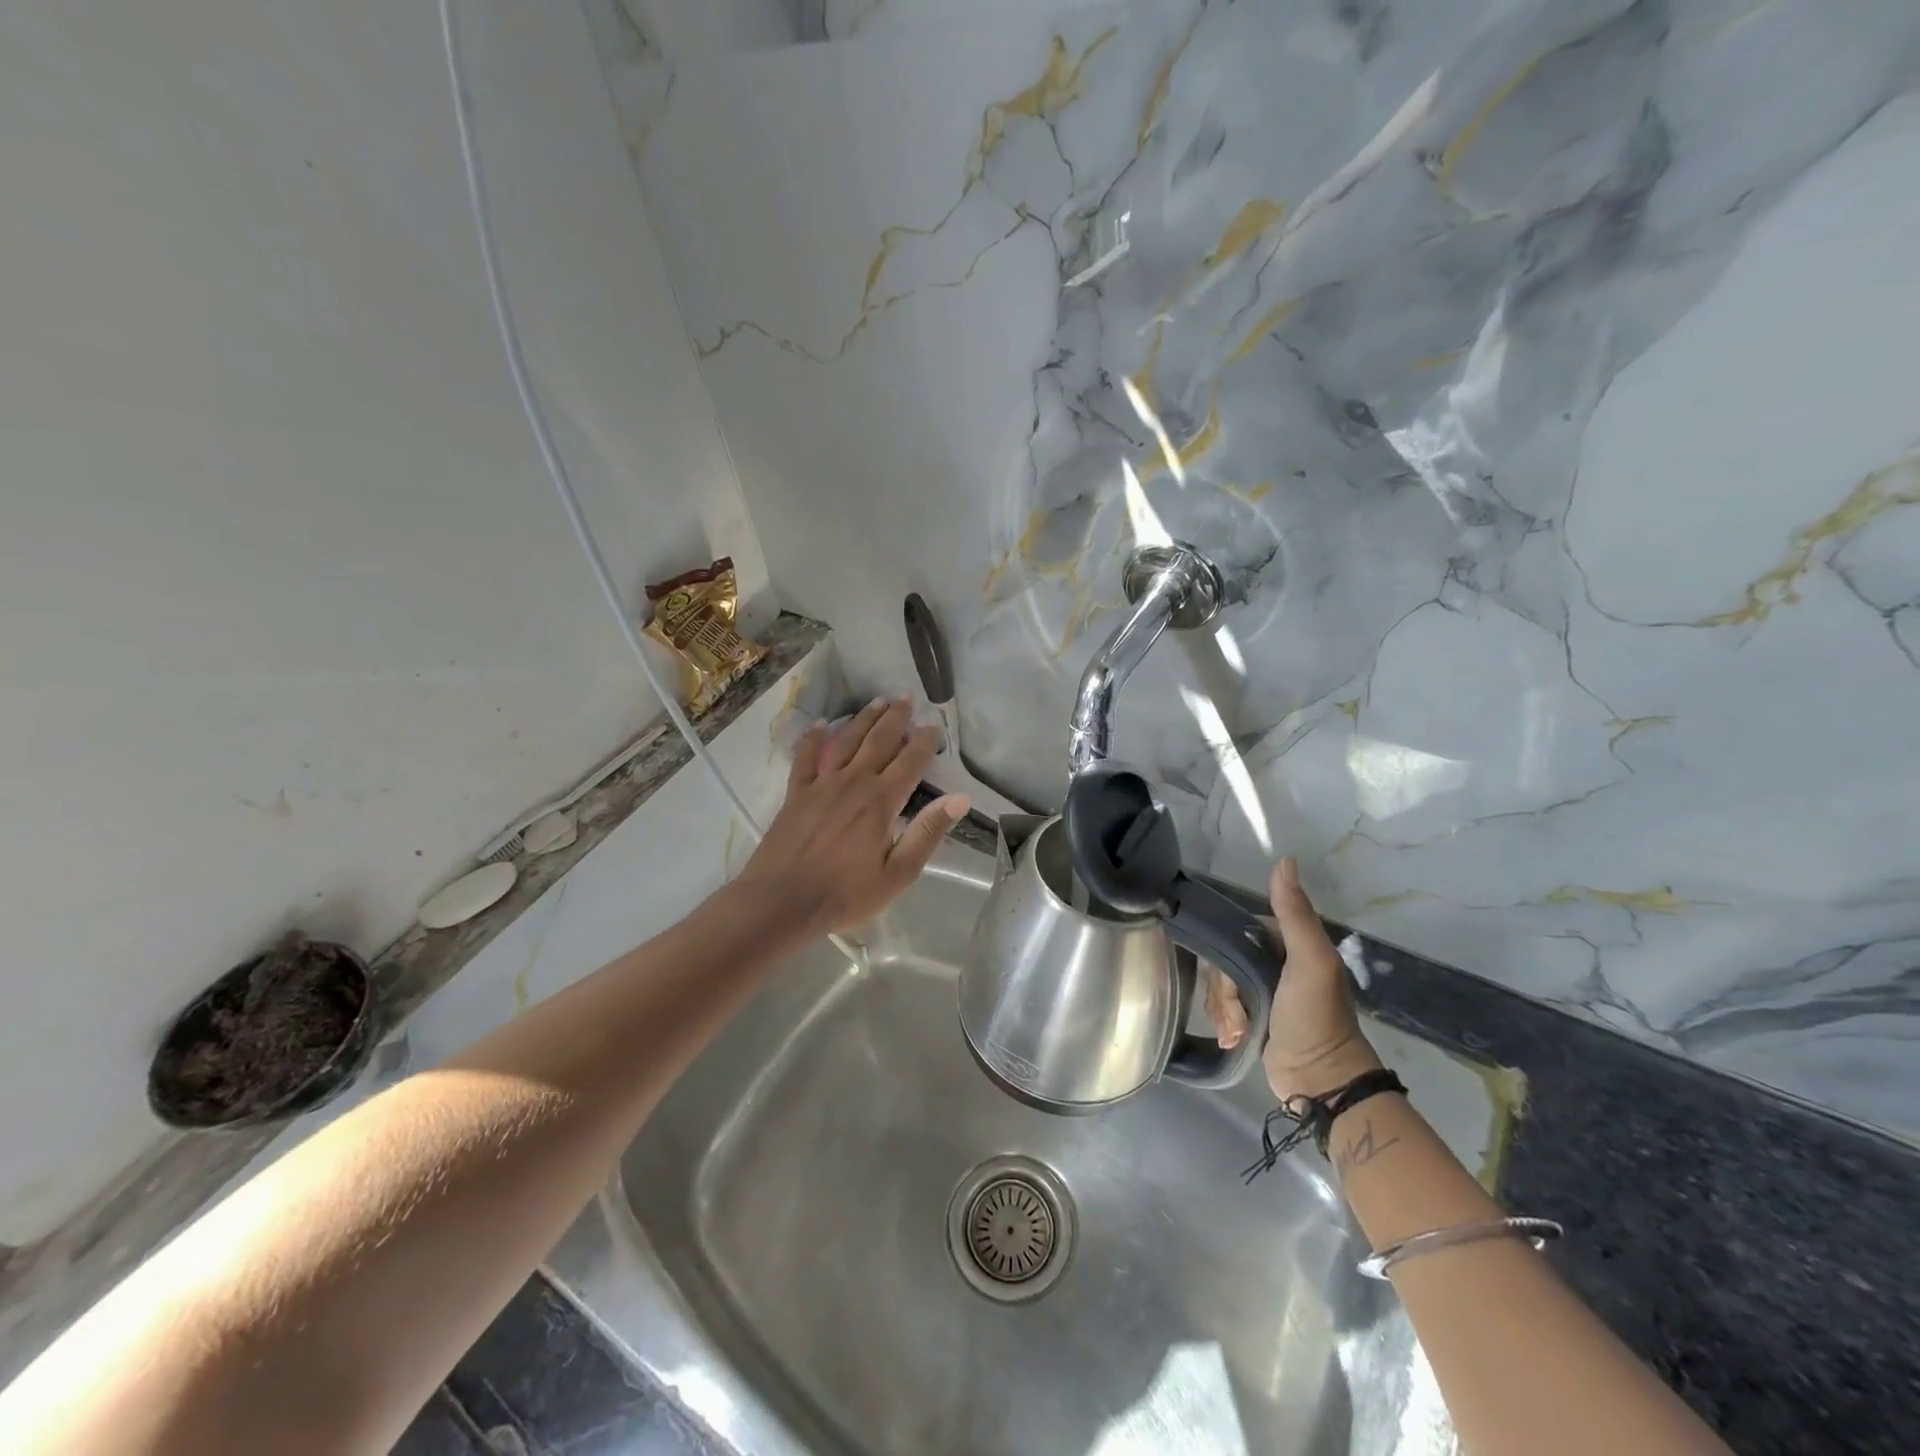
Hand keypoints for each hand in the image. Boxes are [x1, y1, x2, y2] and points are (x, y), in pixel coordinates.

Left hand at [736, 698, 968, 937]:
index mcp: (881, 801)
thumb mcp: (897, 874)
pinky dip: (815, 738)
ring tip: (877, 701)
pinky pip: (807, 757)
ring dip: (864, 719)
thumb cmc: (845, 894)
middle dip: (896, 718)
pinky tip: (822, 725)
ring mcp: (821, 784)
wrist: (781, 902)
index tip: (935, 726)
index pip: (911, 761)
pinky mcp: (796, 793)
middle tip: (906, 698)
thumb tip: (960, 798)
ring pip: (847, 741)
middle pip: (879, 741)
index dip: (925, 741)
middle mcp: (854, 782)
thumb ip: (928, 833)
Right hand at [1203, 858, 1381, 1100]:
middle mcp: (1274, 962)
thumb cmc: (1315, 1017)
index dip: (1225, 954)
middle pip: (1224, 961)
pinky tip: (1234, 1039)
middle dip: (1223, 991)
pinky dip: (1225, 1023)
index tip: (1230, 981)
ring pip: (1220, 986)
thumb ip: (1294, 912)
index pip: (1236, 932)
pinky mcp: (1255, 1017)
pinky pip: (1224, 1008)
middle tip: (1236, 1014)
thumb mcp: (1310, 960)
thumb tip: (1284, 859)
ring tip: (1237, 1032)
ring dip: (1223, 1010)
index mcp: (1287, 943)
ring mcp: (1264, 991)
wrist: (1321, 1081)